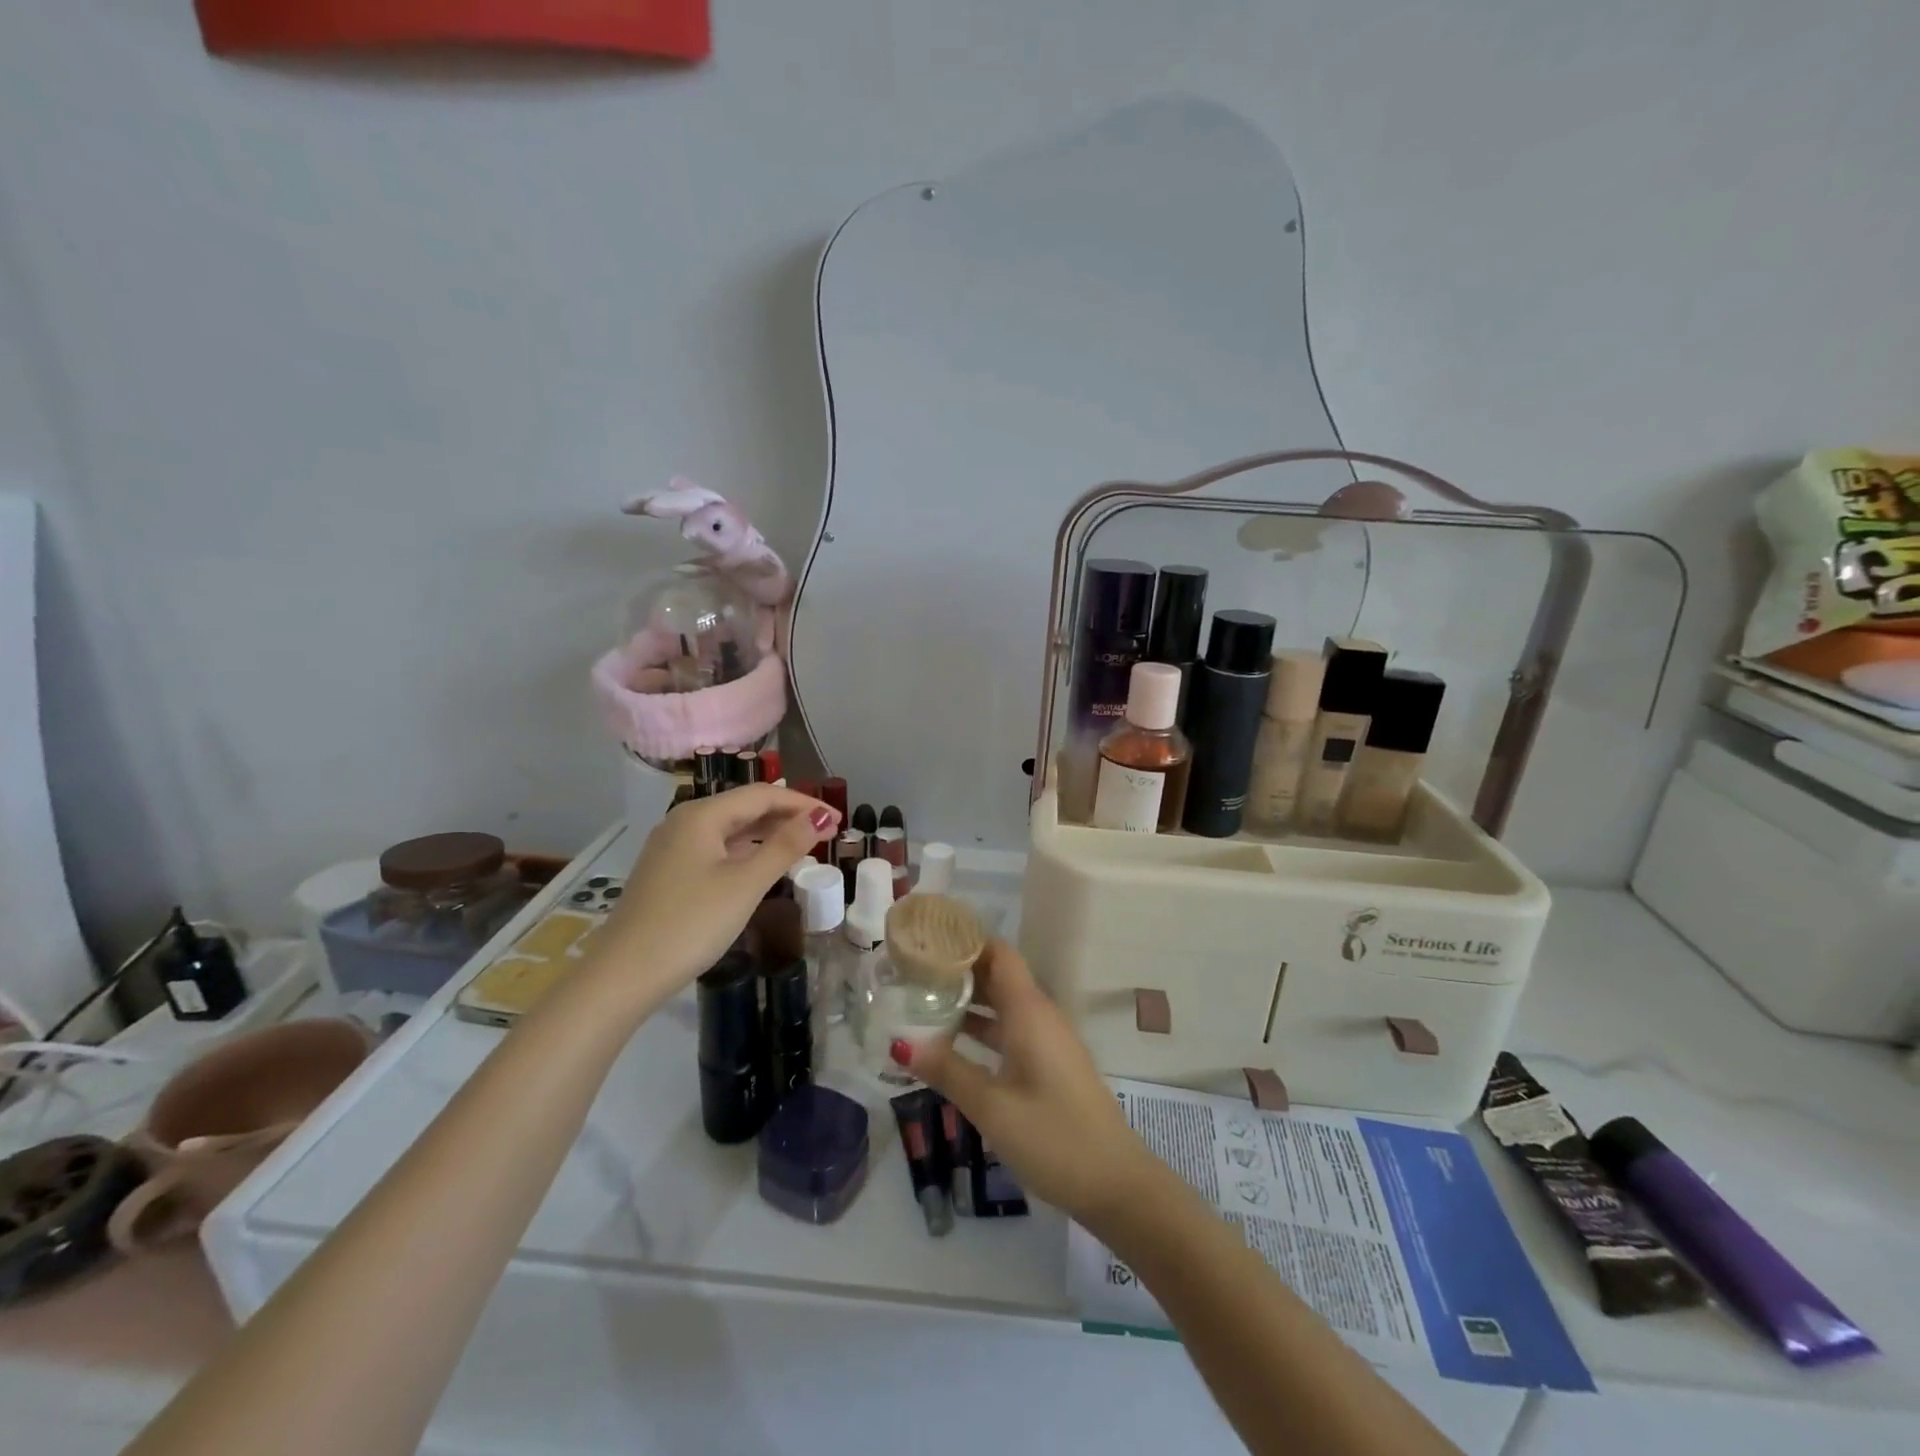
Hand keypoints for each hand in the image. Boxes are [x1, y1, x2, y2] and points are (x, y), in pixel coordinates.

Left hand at [603, 784, 838, 992]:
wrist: (624, 974)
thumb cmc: (692, 923)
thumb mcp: (745, 884)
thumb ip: (785, 847)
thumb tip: (820, 818)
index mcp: (702, 815)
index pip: (762, 795)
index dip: (803, 803)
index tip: (837, 820)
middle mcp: (684, 821)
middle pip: (745, 807)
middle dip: (787, 815)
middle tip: (826, 832)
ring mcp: (672, 847)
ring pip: (730, 829)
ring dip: (768, 833)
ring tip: (803, 846)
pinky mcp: (668, 871)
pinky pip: (716, 848)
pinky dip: (746, 851)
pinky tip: (762, 865)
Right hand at [900, 942, 1159, 1222]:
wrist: (1115, 1184)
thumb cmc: (1053, 1137)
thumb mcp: (991, 1106)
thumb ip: (947, 1071)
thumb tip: (901, 1043)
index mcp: (1029, 1011)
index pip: (998, 953)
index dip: (965, 941)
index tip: (926, 941)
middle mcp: (1040, 1016)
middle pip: (997, 976)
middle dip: (958, 971)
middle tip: (912, 973)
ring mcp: (1048, 1041)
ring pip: (1003, 1005)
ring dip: (968, 1002)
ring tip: (921, 1003)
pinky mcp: (1050, 1064)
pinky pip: (1011, 1030)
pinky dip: (982, 1029)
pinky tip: (951, 1045)